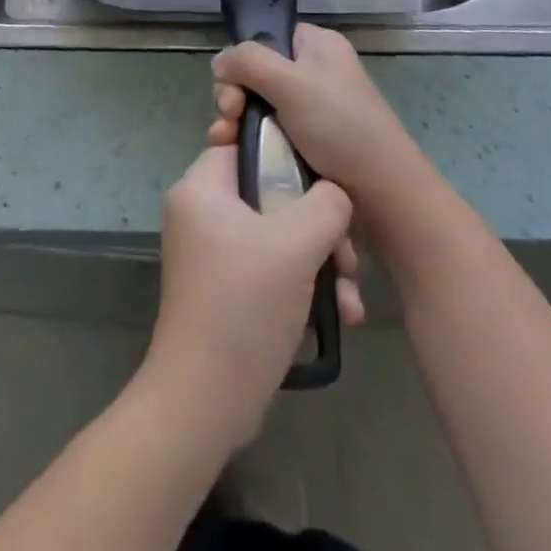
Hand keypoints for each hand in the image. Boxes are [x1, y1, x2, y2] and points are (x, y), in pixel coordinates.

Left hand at [143, 146, 362, 451]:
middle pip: (271, 194)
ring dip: (320, 261)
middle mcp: (202, 214)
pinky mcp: (228, 290)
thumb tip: (336, 195)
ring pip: (278, 235)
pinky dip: (303, 285)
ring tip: (349, 295)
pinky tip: (340, 313)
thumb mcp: (295, 246)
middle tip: (347, 256)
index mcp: (202, 189)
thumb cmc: (244, 307)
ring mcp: (214, 254)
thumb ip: (325, 204)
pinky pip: (272, 268)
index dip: (288, 156)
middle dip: (319, 225)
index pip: (247, 145)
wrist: (204, 405)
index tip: (325, 183)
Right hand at [209, 24, 424, 210]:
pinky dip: (250, 143)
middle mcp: (315, 72)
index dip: (243, 60)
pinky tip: (236, 157)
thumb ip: (249, 61)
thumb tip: (219, 62)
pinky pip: (269, 135)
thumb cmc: (340, 126)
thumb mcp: (291, 83)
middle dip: (234, 96)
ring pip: (258, 107)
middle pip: (256, 74)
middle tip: (228, 120)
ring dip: (236, 123)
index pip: (268, 38)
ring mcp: (311, 110)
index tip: (232, 89)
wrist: (382, 195)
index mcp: (318, 46)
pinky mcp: (308, 144)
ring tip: (224, 143)